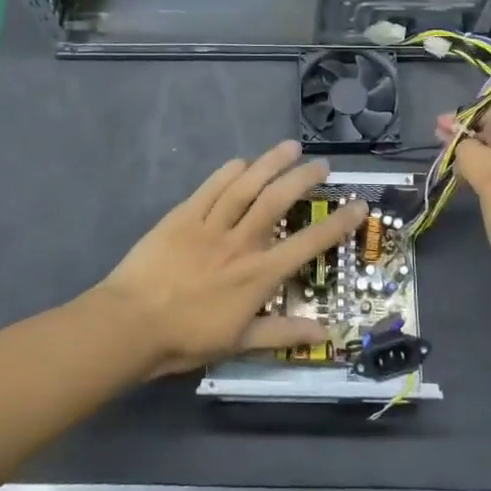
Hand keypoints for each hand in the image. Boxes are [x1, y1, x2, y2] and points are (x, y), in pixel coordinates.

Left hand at [95, 141, 365, 376]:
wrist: (132, 324)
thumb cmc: (186, 338)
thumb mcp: (239, 343)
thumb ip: (283, 334)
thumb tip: (325, 333)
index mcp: (258, 274)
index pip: (308, 244)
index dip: (337, 224)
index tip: (359, 205)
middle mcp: (240, 242)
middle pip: (278, 200)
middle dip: (304, 178)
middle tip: (322, 164)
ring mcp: (210, 224)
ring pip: (246, 185)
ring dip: (270, 163)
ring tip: (290, 147)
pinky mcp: (182, 215)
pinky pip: (210, 188)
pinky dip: (227, 172)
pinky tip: (242, 161)